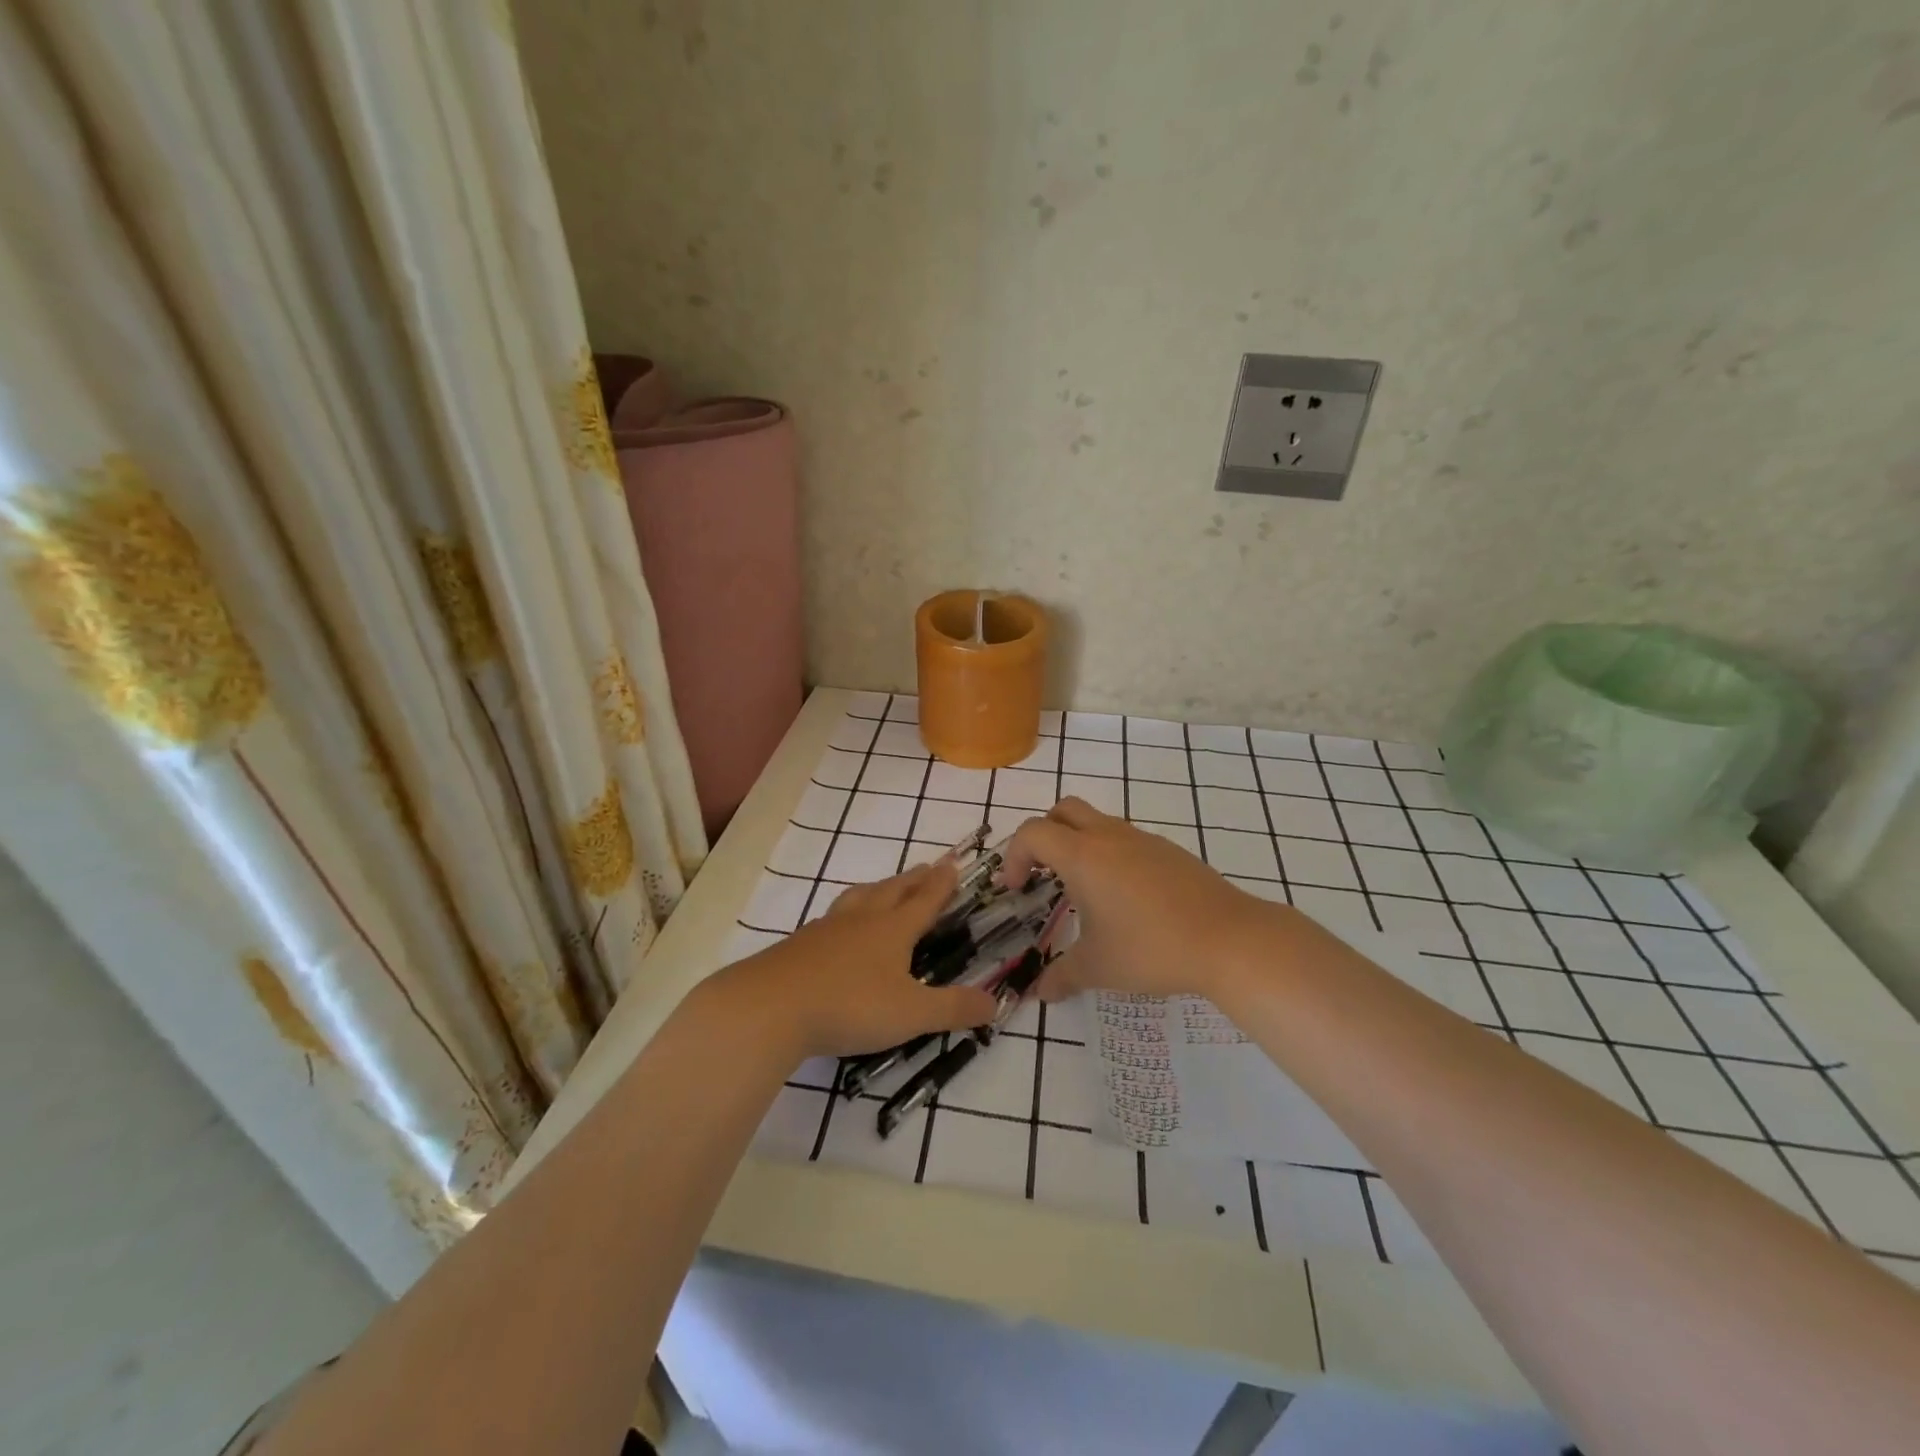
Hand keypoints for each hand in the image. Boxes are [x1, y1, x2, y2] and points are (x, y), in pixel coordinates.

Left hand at [714, 860, 998, 1061]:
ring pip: (859, 898)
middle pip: (892, 890)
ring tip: (883, 888)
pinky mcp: (800, 945)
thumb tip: (994, 1003)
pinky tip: (839, 929)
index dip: (942, 883)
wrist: (771, 1006)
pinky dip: (846, 914)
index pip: (925, 900)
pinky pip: (832, 919)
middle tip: (927, 867)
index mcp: (893, 930)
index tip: (953, 863)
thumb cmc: (850, 1005)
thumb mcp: (912, 1014)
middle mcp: (862, 920)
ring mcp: (827, 929)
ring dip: (878, 889)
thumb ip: (954, 1009)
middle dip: (914, 879)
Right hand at [998, 798, 1284, 1002]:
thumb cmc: (1151, 949)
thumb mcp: (1098, 967)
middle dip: (1044, 835)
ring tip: (1085, 891)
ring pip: (1098, 822)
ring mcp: (1143, 839)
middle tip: (1043, 873)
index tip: (1017, 889)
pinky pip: (1127, 839)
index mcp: (1082, 856)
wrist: (1228, 939)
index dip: (1014, 856)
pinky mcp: (1170, 851)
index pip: (1032, 833)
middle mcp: (1109, 837)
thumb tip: (1040, 992)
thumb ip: (1062, 976)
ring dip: (1079, 844)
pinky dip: (1111, 855)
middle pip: (1063, 810)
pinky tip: (1125, 898)